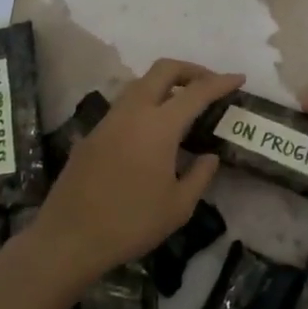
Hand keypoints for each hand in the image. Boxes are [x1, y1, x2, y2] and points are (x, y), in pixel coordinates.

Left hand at [28, 59, 242, 283]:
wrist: (68, 239)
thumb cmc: (131, 223)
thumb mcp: (178, 206)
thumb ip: (200, 175)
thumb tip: (209, 157)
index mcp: (159, 126)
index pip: (197, 92)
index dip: (221, 82)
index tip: (239, 78)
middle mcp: (132, 112)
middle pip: (163, 70)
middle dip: (191, 69)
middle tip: (209, 84)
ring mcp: (108, 121)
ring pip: (140, 84)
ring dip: (165, 85)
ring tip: (183, 106)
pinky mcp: (92, 135)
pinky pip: (124, 106)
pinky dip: (146, 104)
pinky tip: (152, 132)